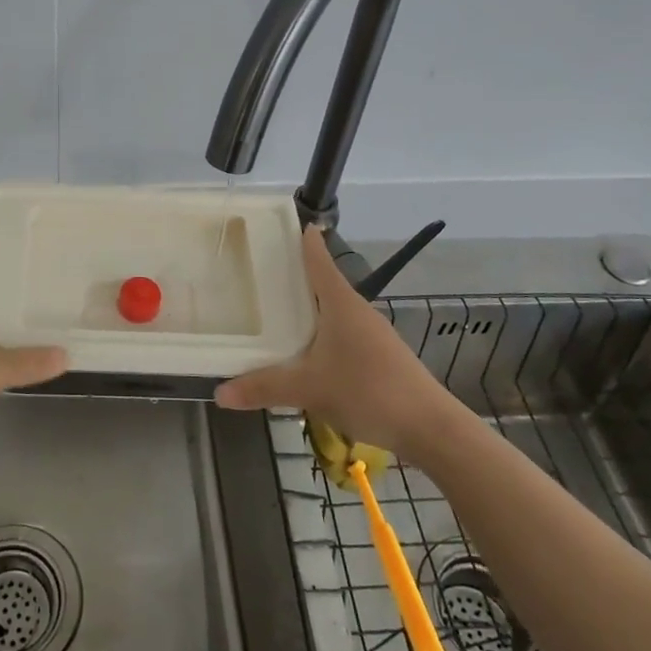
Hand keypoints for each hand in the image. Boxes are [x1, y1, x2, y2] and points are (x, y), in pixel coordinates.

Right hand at [214, 227, 450, 446]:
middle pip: (323, 284)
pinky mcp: (380, 357)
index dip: (304, 241)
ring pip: (333, 313)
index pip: (319, 261)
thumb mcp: (309, 389)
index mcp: (341, 304)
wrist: (430, 428)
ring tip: (277, 313)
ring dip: (309, 310)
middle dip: (295, 278)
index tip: (289, 223)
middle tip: (261, 272)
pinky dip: (321, 334)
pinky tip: (306, 354)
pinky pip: (342, 335)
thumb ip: (264, 387)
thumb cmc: (368, 391)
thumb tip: (220, 393)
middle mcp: (357, 311)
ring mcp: (372, 334)